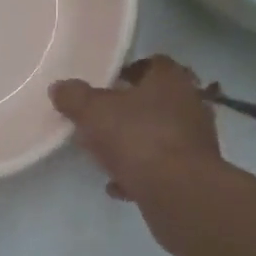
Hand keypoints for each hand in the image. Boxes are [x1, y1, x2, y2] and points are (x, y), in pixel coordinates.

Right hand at [50, 55, 219, 200]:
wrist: (179, 192)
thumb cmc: (137, 137)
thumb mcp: (93, 112)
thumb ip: (74, 97)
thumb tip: (59, 88)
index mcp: (170, 79)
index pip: (153, 63)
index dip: (129, 71)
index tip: (106, 85)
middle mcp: (190, 103)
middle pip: (156, 100)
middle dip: (130, 111)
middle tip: (102, 120)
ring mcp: (196, 140)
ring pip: (159, 135)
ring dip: (135, 144)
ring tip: (106, 157)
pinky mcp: (195, 172)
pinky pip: (163, 167)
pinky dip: (143, 174)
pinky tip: (119, 186)